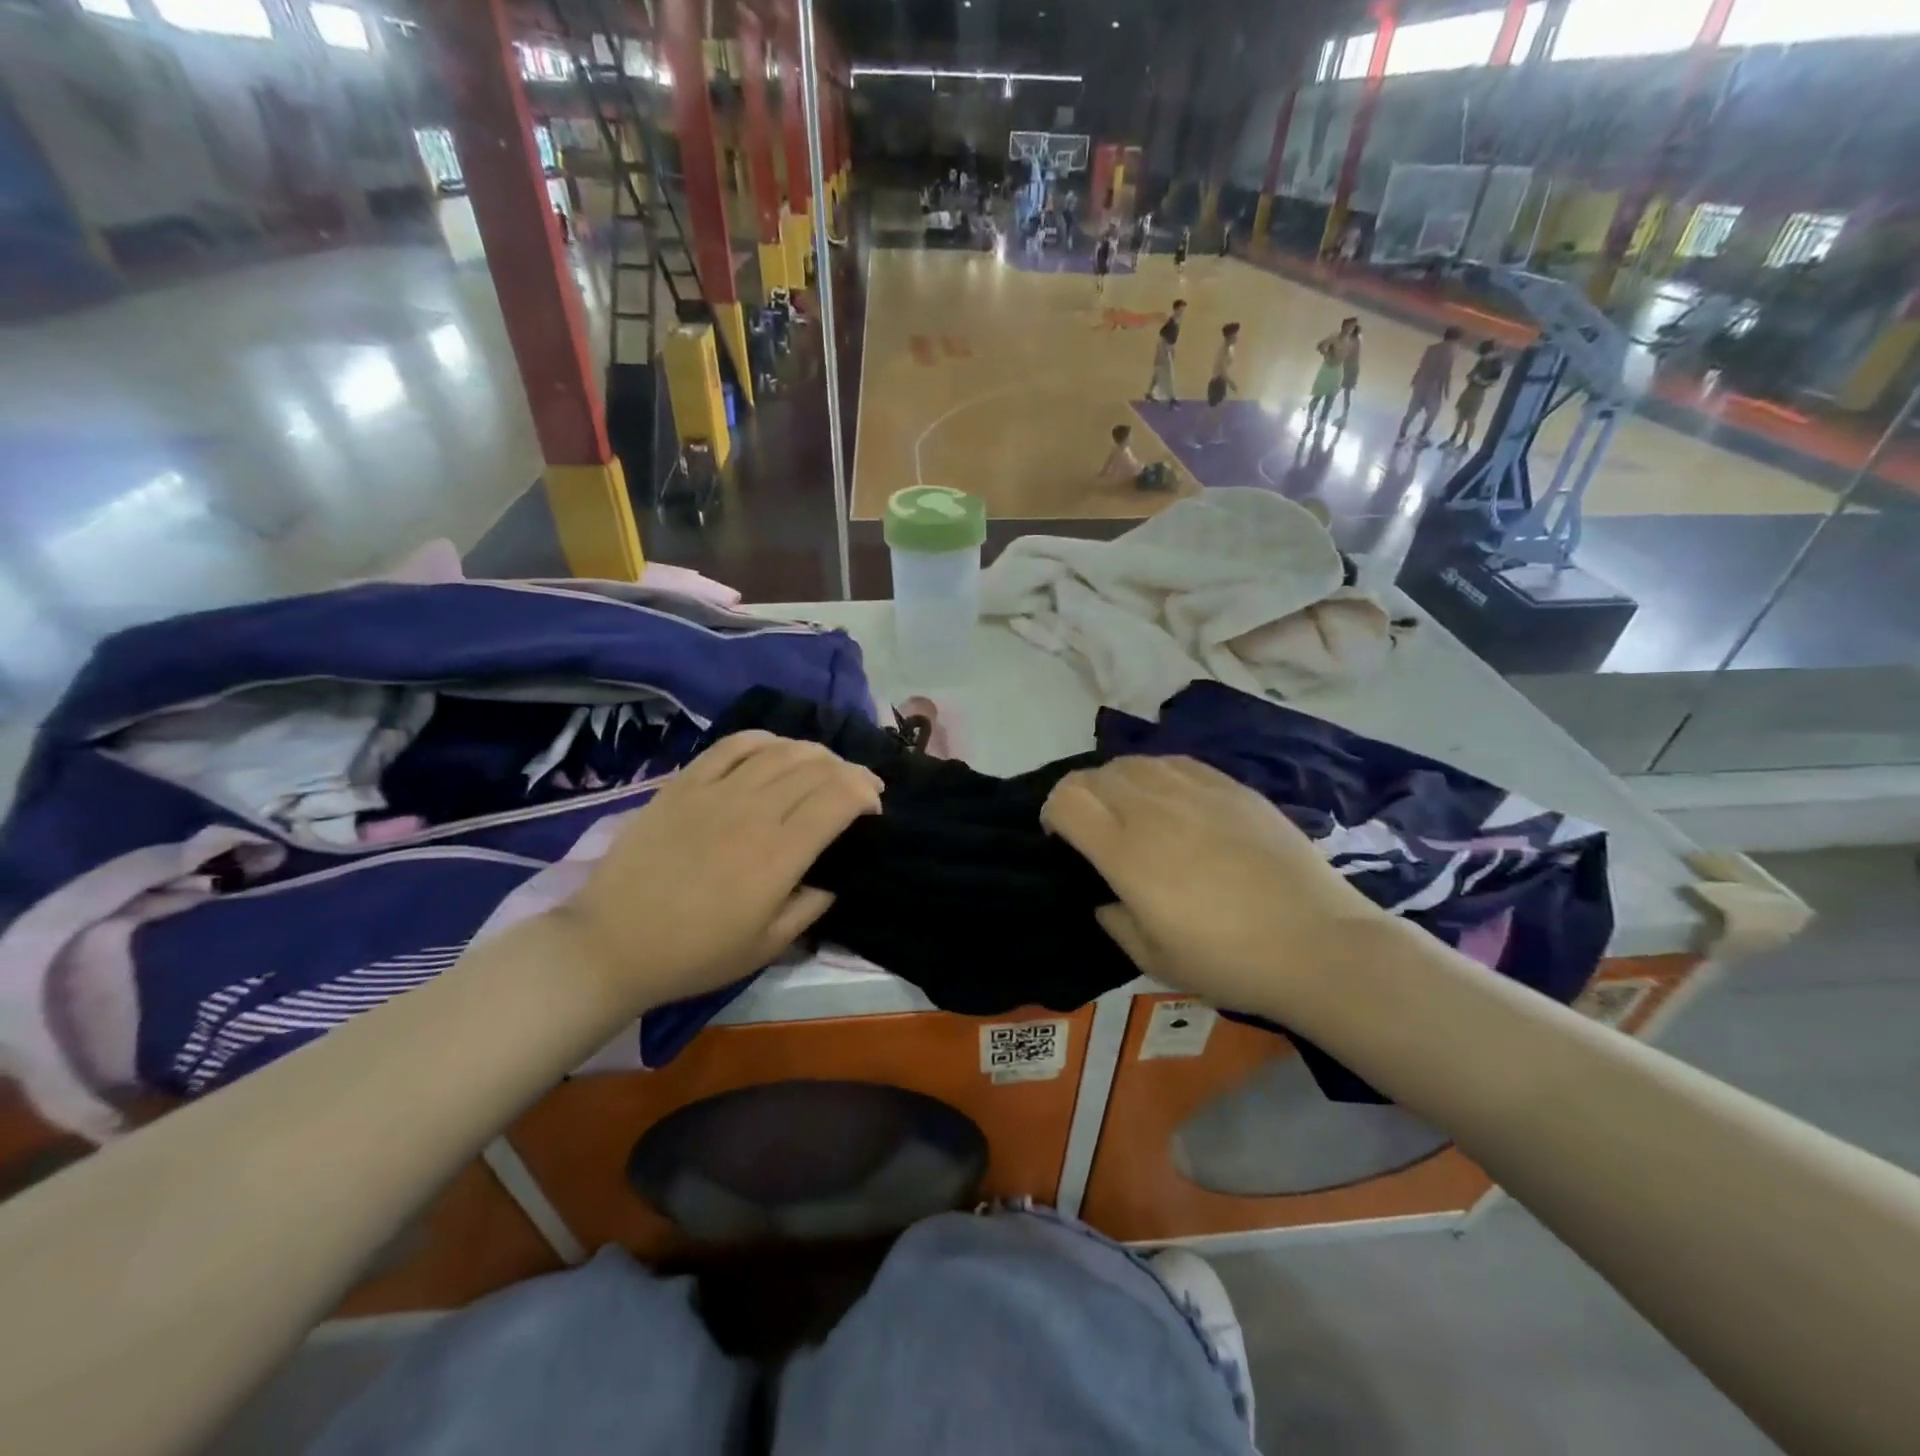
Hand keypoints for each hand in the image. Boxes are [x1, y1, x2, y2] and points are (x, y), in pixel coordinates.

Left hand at [551, 732, 881, 1009]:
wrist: (612, 944)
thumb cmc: (695, 954)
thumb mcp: (767, 947)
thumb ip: (811, 906)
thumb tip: (834, 875)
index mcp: (779, 855)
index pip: (839, 798)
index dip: (866, 794)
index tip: (873, 809)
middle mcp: (754, 812)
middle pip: (817, 768)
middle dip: (850, 772)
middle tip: (859, 787)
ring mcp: (716, 792)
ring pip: (781, 751)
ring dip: (815, 753)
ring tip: (825, 767)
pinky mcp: (684, 784)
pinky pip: (733, 745)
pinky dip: (764, 740)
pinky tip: (776, 749)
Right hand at [1041, 756, 1389, 1016]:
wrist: (1320, 945)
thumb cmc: (1230, 962)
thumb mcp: (1156, 959)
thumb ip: (1116, 922)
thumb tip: (1107, 899)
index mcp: (1127, 852)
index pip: (1067, 799)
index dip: (1052, 813)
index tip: (1061, 839)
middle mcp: (1154, 809)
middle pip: (1094, 774)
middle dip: (1080, 795)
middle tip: (1092, 827)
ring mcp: (1197, 792)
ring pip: (1134, 762)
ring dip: (1116, 781)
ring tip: (1131, 810)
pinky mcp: (1233, 787)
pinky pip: (1176, 762)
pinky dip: (1157, 774)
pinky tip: (1171, 799)